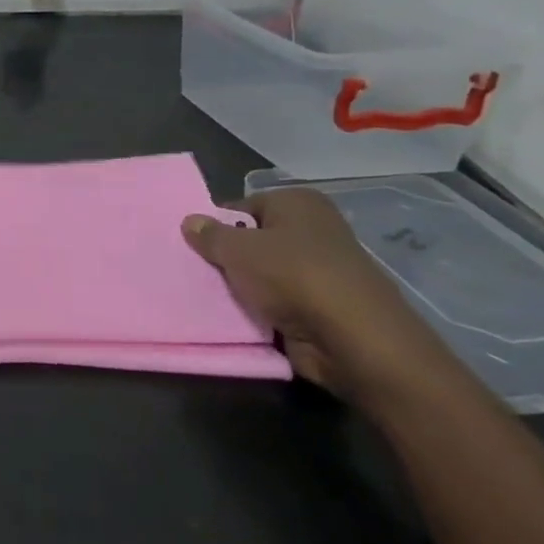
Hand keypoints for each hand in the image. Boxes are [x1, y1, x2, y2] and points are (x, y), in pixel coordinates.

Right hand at [181, 189, 456, 409]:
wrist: (353, 339)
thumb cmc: (293, 276)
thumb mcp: (237, 249)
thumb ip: (209, 234)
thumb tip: (189, 221)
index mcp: (298, 203)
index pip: (241, 207)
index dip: (215, 225)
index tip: (192, 246)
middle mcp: (312, 231)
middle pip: (252, 240)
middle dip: (226, 257)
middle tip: (193, 270)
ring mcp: (319, 270)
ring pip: (262, 274)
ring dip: (240, 286)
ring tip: (206, 295)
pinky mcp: (320, 306)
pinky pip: (276, 302)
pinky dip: (258, 309)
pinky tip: (233, 316)